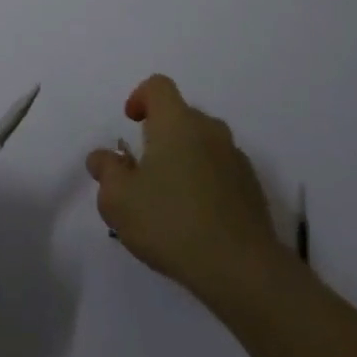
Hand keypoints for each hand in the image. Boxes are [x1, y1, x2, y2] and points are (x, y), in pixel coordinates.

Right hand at [86, 74, 291, 310]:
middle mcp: (209, 130)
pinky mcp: (252, 188)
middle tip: (144, 170)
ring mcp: (236, 158)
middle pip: (181, 116)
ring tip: (171, 198)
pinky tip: (197, 219)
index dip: (141, 97)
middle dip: (161, 134)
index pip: (158, 86)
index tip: (131, 122)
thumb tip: (103, 157)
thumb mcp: (119, 200)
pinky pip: (222, 171)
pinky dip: (207, 182)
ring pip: (203, 144)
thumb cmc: (171, 223)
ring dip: (185, 159)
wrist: (243, 270)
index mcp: (176, 122)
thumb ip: (106, 171)